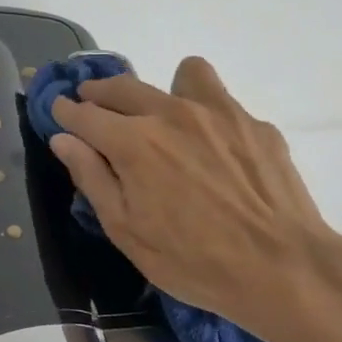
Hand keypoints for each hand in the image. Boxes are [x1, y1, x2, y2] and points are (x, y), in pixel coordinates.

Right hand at [48, 57, 341, 337]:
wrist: (281, 267)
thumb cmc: (192, 260)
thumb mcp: (126, 231)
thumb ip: (92, 178)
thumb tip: (64, 139)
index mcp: (133, 142)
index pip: (85, 114)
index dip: (66, 111)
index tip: (59, 111)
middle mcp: (172, 113)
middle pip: (123, 86)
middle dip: (99, 92)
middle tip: (92, 104)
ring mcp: (219, 113)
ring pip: (181, 74)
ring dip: (161, 89)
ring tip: (164, 117)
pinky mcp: (255, 124)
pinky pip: (221, 101)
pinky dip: (206, 114)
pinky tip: (214, 150)